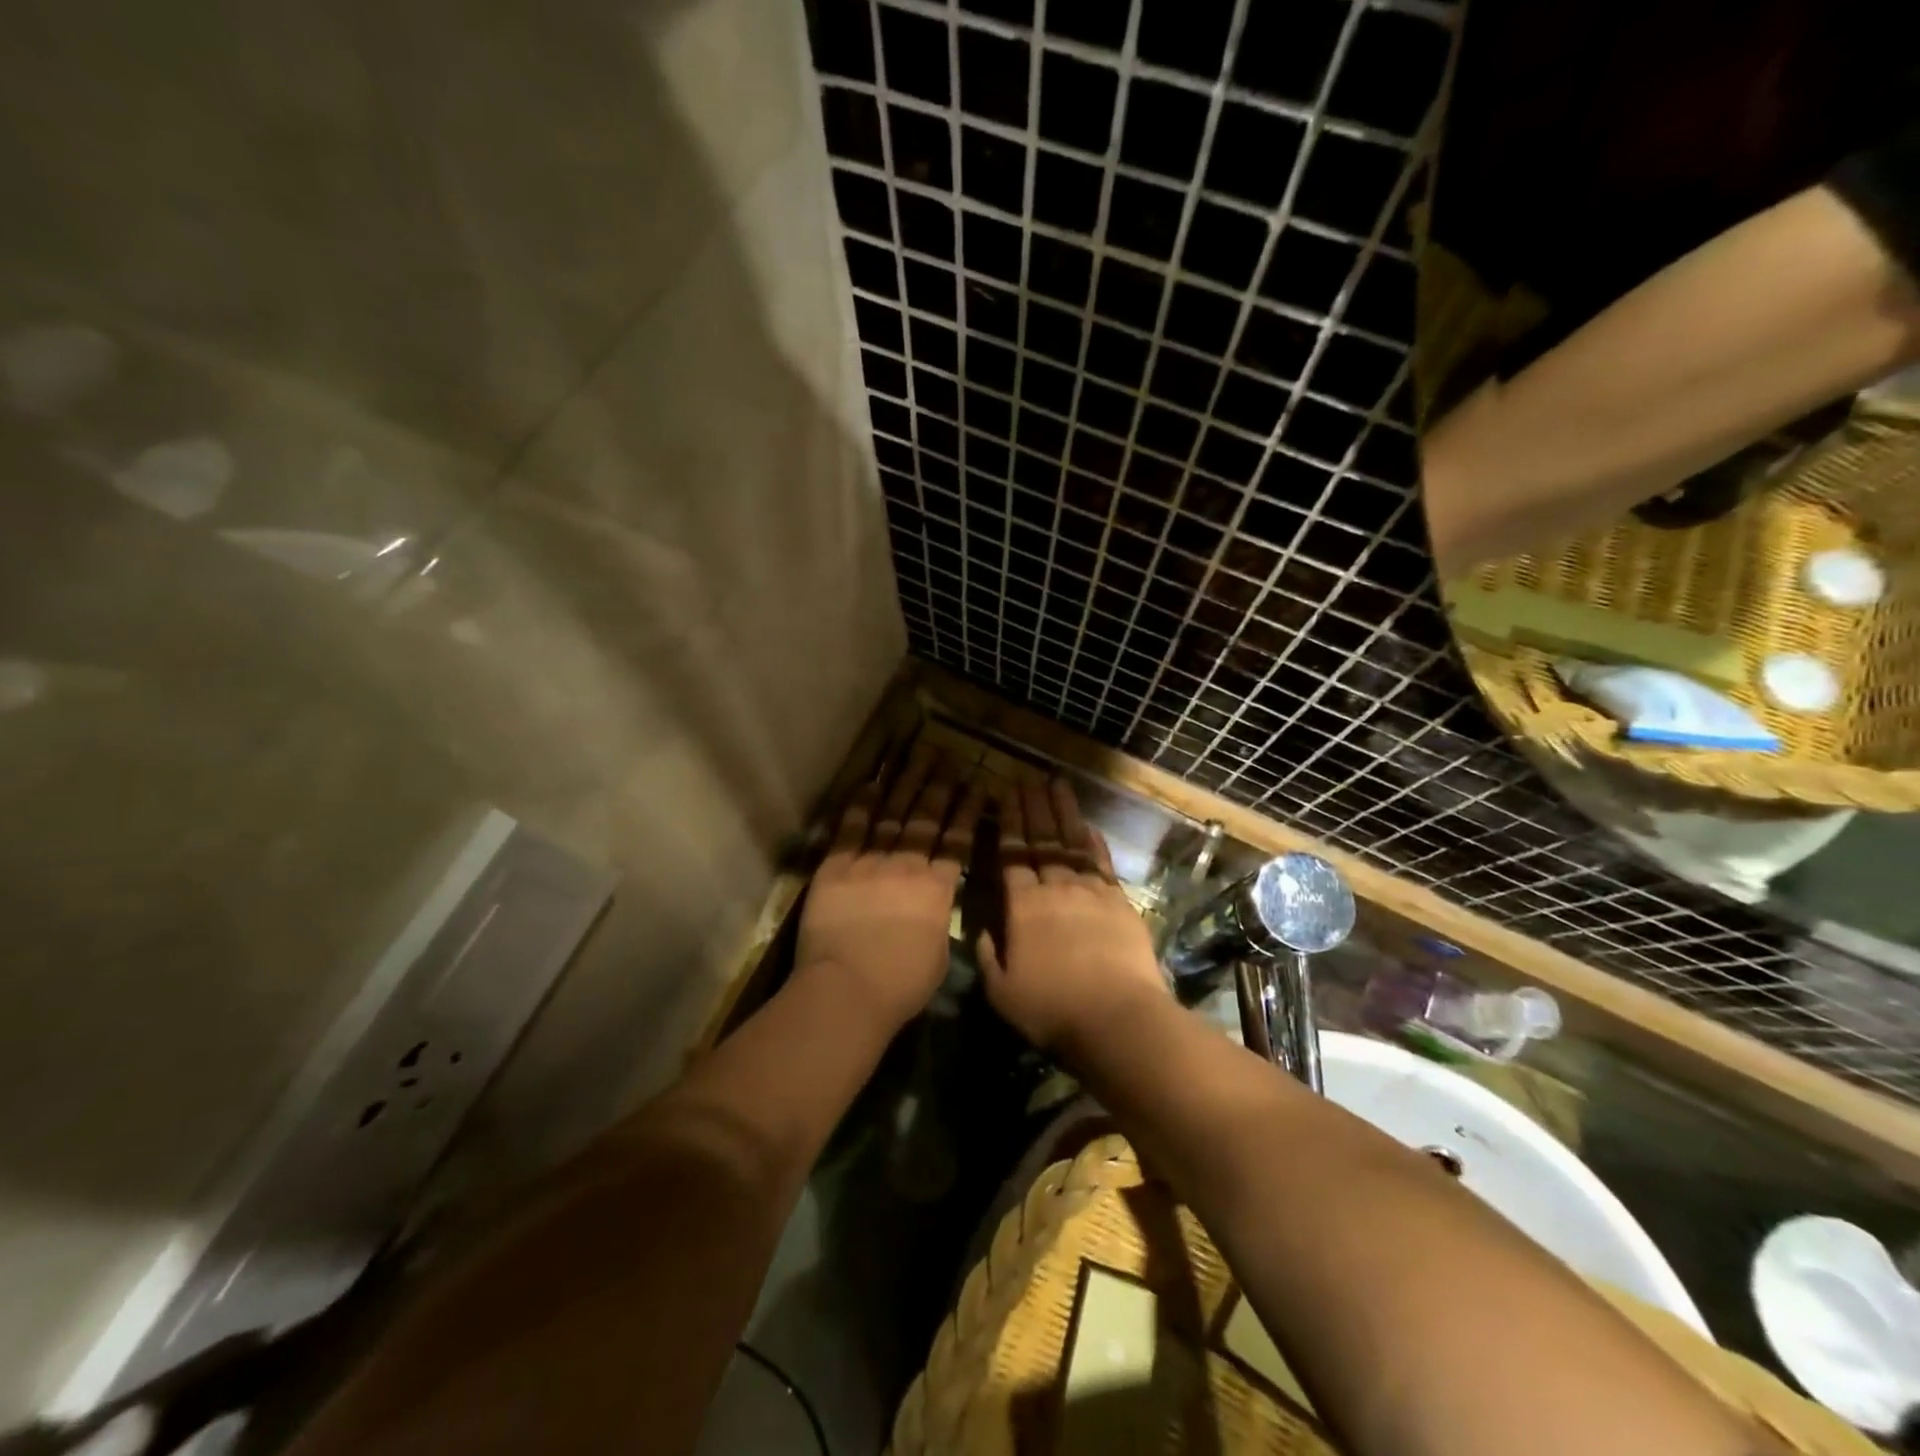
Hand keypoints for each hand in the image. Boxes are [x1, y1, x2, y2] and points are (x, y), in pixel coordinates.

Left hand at [795, 744, 985, 1033]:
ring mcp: (870, 862)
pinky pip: (851, 829)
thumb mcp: (939, 954)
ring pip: (892, 814)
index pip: (957, 840)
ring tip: (917, 757)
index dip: (967, 810)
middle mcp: (907, 866)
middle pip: (926, 818)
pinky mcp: (836, 867)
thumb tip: (936, 905)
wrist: (848, 989)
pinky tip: (871, 782)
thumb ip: (939, 920)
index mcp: (937, 889)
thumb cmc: (900, 985)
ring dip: (905, 783)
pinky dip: (861, 804)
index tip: (976, 783)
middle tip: (948, 757)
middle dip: (939, 785)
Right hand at [976, 778, 1168, 1052]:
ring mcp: (1090, 891)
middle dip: (1032, 806)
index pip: (1011, 855)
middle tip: (1026, 777)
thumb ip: (988, 956)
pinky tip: (1089, 824)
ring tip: (1056, 783)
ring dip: (1063, 811)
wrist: (1117, 1018)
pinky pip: (1103, 863)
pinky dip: (1095, 842)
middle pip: (1040, 840)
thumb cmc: (1053, 1010)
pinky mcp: (1119, 902)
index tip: (1004, 794)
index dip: (1008, 822)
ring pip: (1072, 842)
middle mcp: (1054, 888)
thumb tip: (980, 931)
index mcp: (1022, 906)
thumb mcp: (1002, 993)